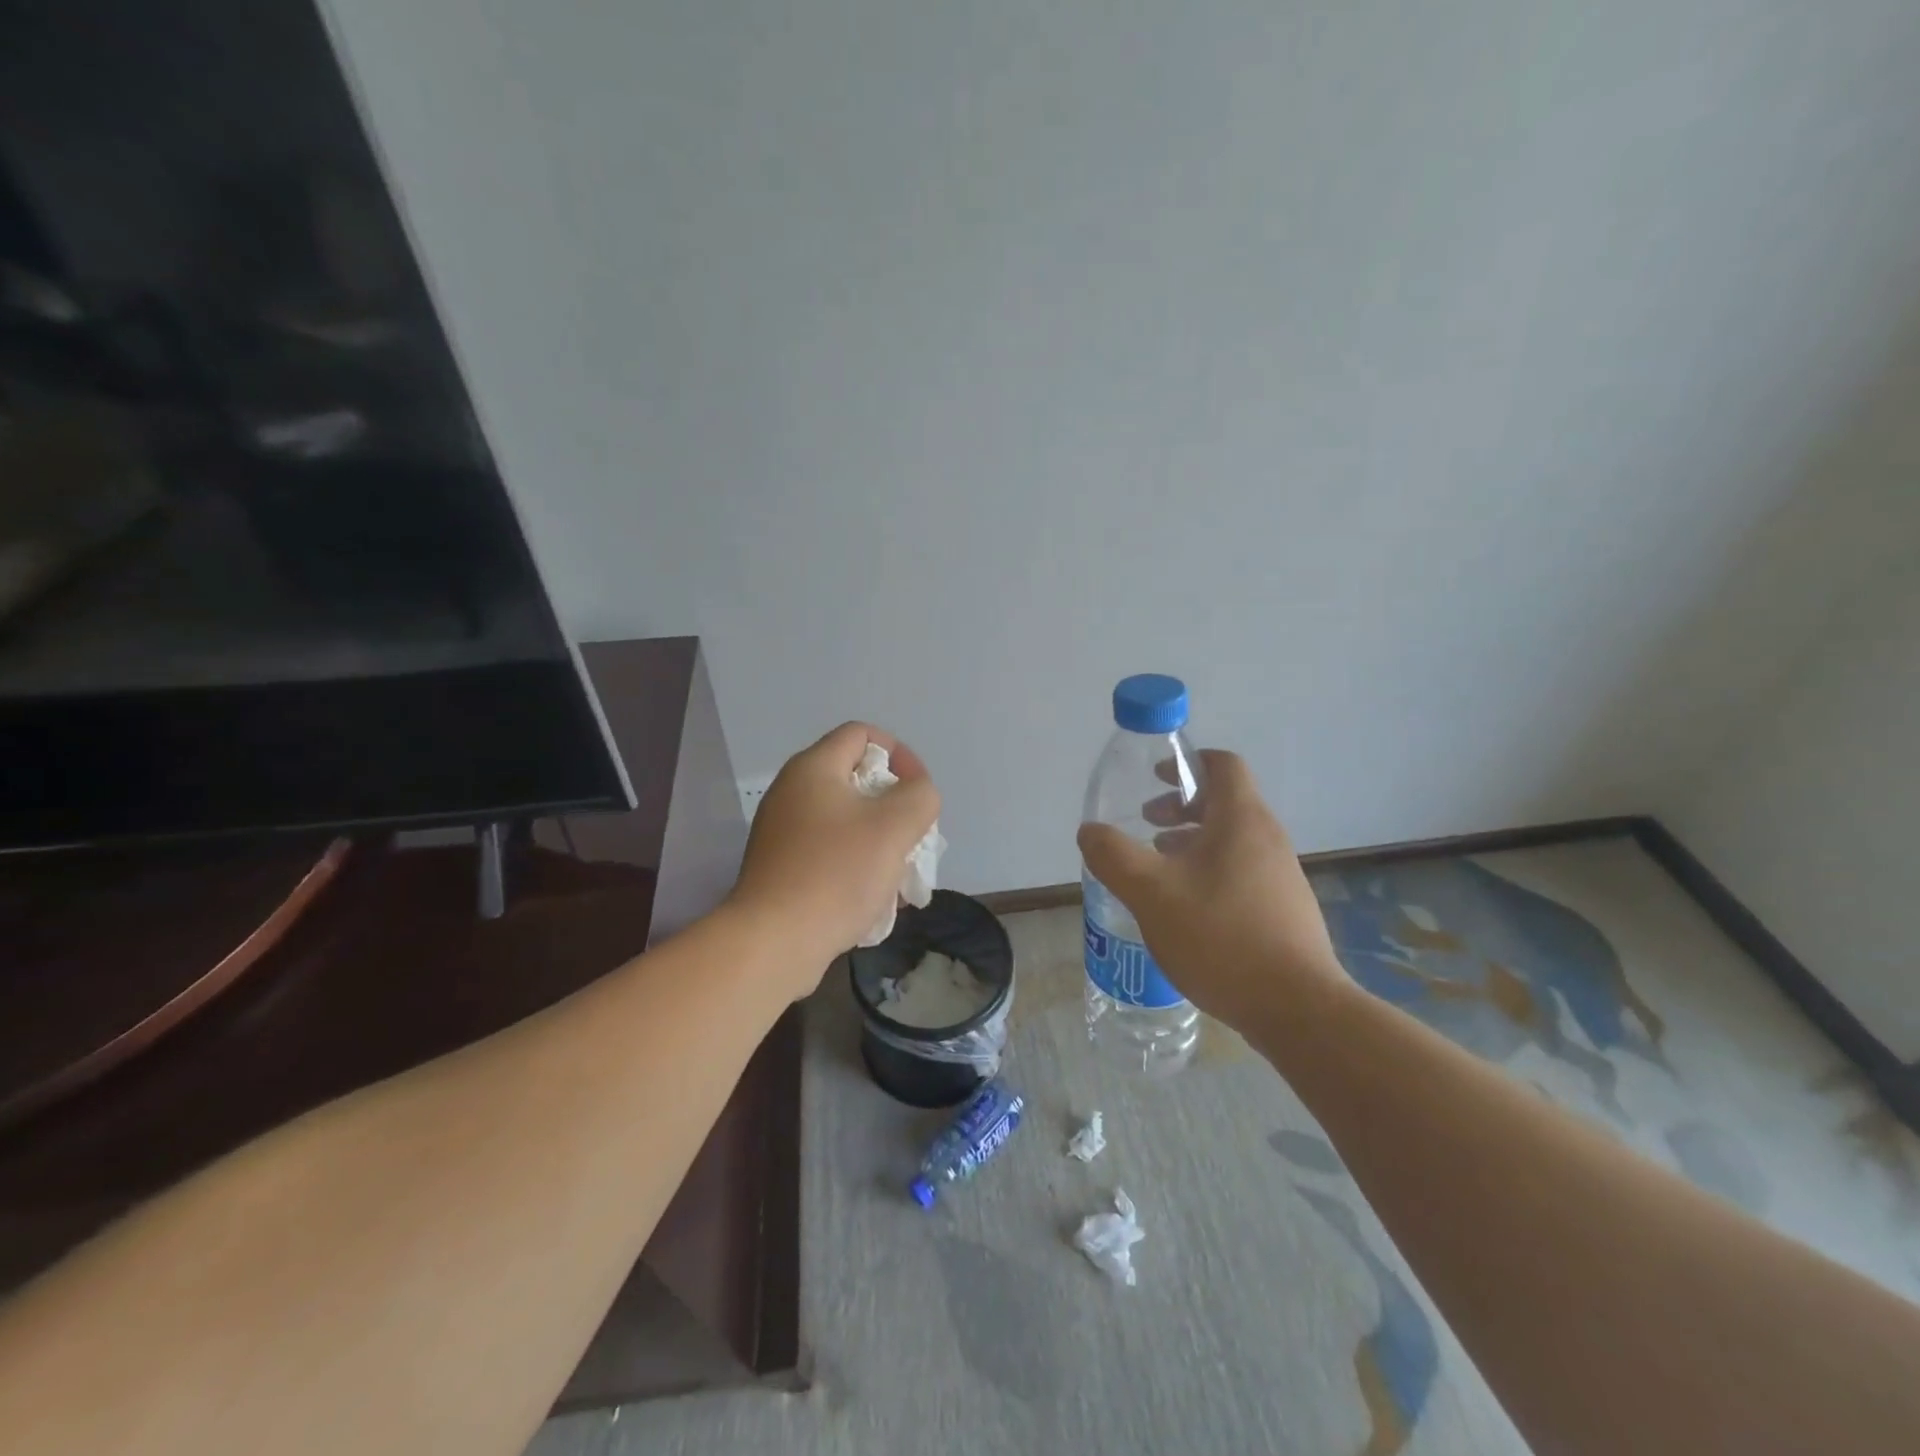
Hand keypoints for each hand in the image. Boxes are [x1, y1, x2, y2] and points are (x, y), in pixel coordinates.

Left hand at [728, 722, 940, 992]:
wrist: (774, 942)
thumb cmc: (837, 873)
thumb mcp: (896, 826)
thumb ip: (920, 796)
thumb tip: (915, 794)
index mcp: (813, 768)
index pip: (862, 734)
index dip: (899, 753)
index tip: (918, 791)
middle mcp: (791, 791)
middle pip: (855, 779)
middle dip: (893, 805)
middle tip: (912, 836)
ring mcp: (782, 831)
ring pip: (845, 820)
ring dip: (878, 840)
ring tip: (899, 874)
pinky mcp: (780, 867)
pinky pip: (828, 851)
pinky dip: (854, 864)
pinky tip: (872, 898)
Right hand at [1076, 750, 1346, 1032]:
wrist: (1296, 1008)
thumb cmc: (1220, 936)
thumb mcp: (1151, 892)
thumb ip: (1113, 856)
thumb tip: (1090, 831)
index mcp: (1241, 819)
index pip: (1222, 764)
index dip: (1187, 762)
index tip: (1154, 778)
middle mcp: (1267, 838)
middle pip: (1225, 801)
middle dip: (1181, 806)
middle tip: (1147, 825)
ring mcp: (1281, 875)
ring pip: (1232, 839)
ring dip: (1192, 841)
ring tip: (1159, 868)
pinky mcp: (1284, 909)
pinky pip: (1241, 870)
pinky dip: (1209, 870)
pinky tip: (1186, 908)